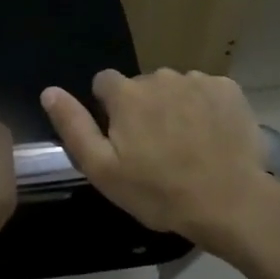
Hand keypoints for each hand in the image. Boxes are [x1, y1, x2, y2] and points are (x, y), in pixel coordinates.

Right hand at [41, 68, 275, 244]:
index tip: (121, 138)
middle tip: (155, 149)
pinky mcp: (228, 89)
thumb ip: (73, 126)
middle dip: (143, 109)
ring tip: (186, 144)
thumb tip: (49, 91)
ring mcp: (198, 80)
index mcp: (126, 94)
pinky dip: (205, 107)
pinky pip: (207, 91)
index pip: (104, 83)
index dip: (108, 109)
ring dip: (174, 107)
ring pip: (175, 88)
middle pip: (141, 86)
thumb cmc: (159, 192)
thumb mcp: (102, 169)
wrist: (230, 202)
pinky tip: (211, 136)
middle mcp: (160, 76)